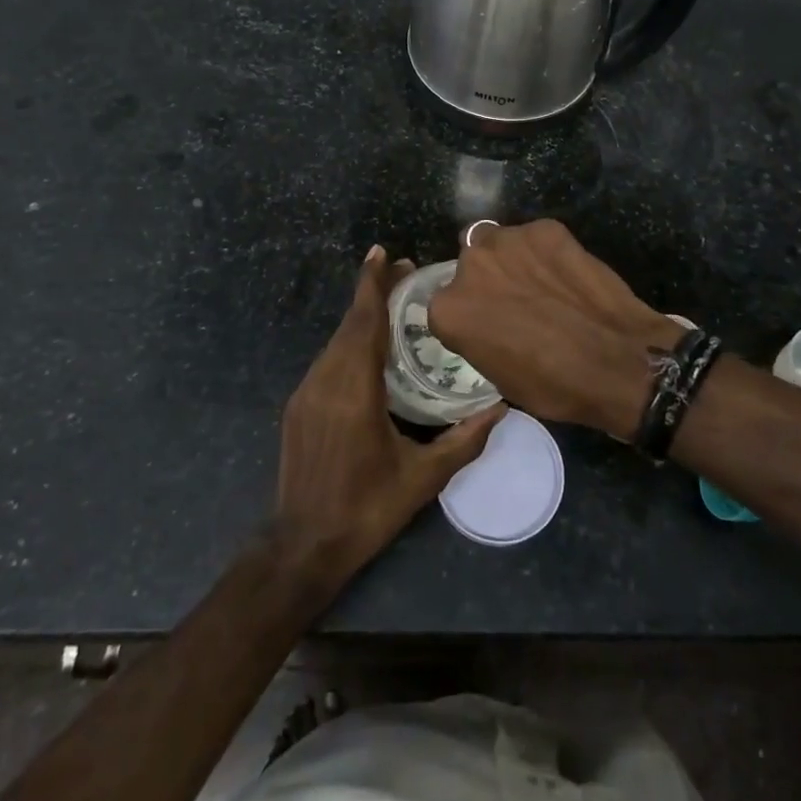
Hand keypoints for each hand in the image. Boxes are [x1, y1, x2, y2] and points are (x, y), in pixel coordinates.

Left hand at [275, 246, 503, 587]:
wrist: (302, 547)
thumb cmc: (366, 510)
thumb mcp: (423, 478)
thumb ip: (464, 440)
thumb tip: (502, 408)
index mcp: (354, 392)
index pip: (363, 324)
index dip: (371, 285)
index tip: (382, 253)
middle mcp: (325, 382)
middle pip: (349, 325)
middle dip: (373, 294)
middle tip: (403, 272)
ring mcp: (306, 393)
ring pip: (335, 341)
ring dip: (360, 318)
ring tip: (390, 303)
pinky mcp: (298, 406)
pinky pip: (327, 360)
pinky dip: (348, 342)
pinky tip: (368, 348)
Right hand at [428, 219, 683, 437]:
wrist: (617, 361)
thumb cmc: (553, 384)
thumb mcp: (498, 376)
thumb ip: (478, 337)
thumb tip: (487, 324)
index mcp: (449, 308)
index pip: (447, 304)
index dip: (470, 314)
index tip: (490, 325)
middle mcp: (470, 265)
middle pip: (470, 263)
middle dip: (488, 278)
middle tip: (517, 300)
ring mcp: (509, 240)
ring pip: (499, 241)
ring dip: (513, 258)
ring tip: (544, 282)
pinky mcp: (546, 228)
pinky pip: (536, 237)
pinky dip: (547, 251)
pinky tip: (569, 274)